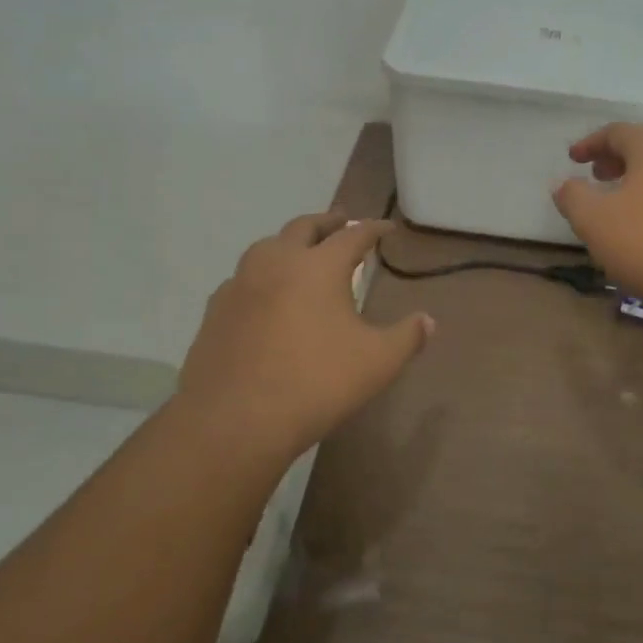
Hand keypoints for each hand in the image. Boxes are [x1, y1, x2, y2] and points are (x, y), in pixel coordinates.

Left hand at [177, 213, 432, 460]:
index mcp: (318, 266)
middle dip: (327, 223)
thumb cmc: (317, 383)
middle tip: (342, 223)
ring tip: (301, 253)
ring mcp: (240, 284)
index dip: (373, 229)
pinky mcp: (215, 311)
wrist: (235, 420)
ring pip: (266, 247)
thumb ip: (407, 337)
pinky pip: (242, 279)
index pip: (352, 236)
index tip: (387, 228)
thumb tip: (427, 321)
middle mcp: (276, 262)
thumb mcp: (378, 362)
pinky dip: (261, 276)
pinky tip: (264, 295)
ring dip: (289, 243)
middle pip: (304, 227)